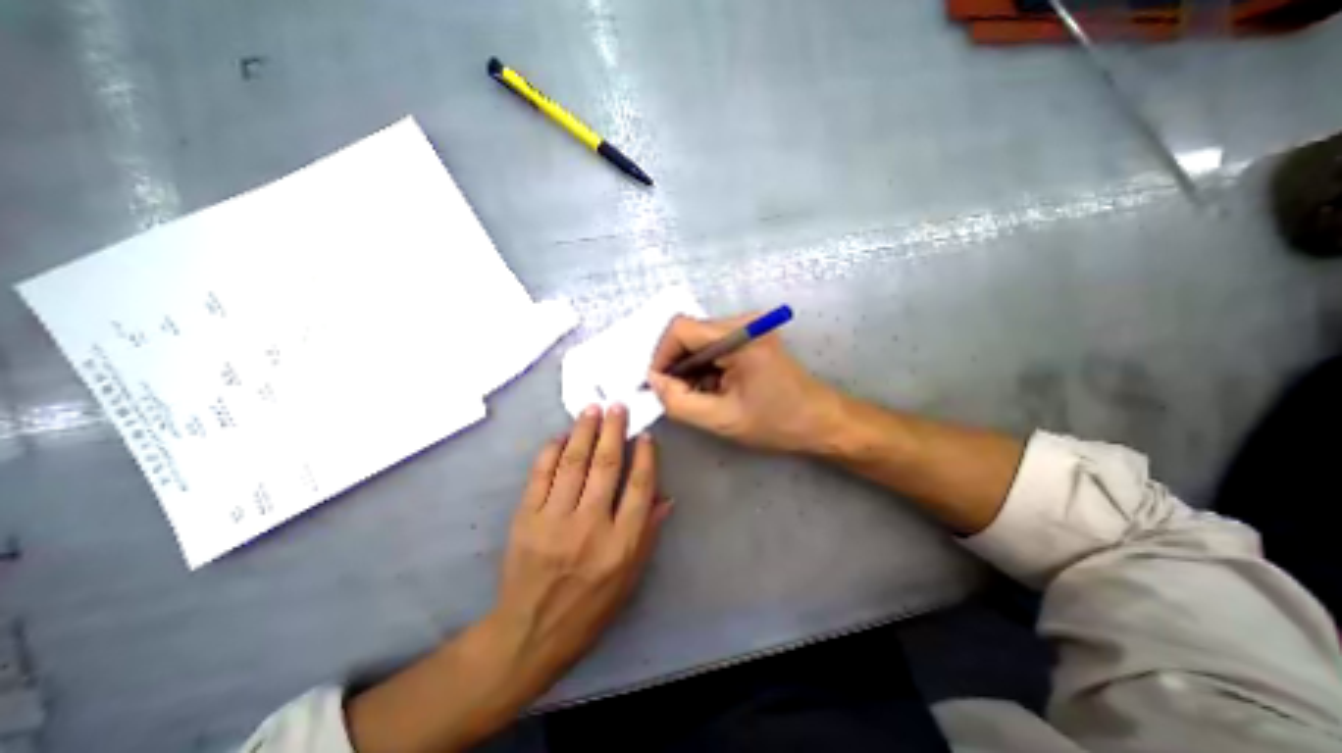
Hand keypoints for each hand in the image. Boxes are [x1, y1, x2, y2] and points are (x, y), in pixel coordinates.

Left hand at [489, 406, 670, 698]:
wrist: (530, 633)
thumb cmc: (590, 608)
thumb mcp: (630, 578)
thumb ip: (648, 534)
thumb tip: (666, 497)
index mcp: (621, 544)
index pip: (639, 487)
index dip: (645, 456)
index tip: (645, 435)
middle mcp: (590, 526)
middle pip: (606, 466)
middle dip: (613, 431)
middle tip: (617, 406)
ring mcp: (554, 520)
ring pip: (574, 463)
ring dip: (584, 431)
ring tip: (591, 409)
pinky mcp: (526, 519)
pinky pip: (540, 475)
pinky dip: (551, 451)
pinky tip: (561, 437)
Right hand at [644, 312, 841, 452]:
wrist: (821, 421)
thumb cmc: (777, 423)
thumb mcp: (723, 420)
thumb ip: (680, 402)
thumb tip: (654, 381)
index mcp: (740, 337)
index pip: (681, 329)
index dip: (661, 355)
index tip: (658, 385)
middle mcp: (744, 323)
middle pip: (689, 333)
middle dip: (676, 365)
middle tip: (676, 396)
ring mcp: (749, 327)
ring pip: (699, 341)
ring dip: (690, 368)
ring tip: (697, 396)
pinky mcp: (751, 336)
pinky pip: (714, 346)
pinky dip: (704, 367)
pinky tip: (711, 390)